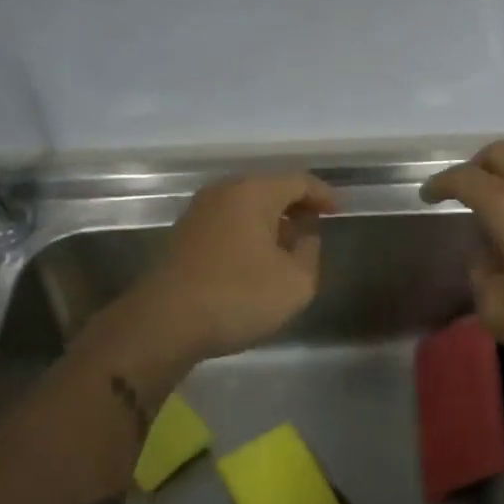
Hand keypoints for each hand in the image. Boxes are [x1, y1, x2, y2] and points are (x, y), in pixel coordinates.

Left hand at [128, 172, 339, 362]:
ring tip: (289, 246)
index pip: (299, 181)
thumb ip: (310, 252)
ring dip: (271, 221)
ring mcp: (199, 211)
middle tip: (316, 226)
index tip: (339, 211)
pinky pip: (228, 221)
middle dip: (296, 206)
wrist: (163, 322)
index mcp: (255, 191)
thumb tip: (304, 235)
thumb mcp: (296, 282)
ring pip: (246, 205)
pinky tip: (256, 259)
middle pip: (270, 188)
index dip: (323, 195)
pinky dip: (248, 232)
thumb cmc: (237, 295)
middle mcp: (225, 191)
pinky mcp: (183, 234)